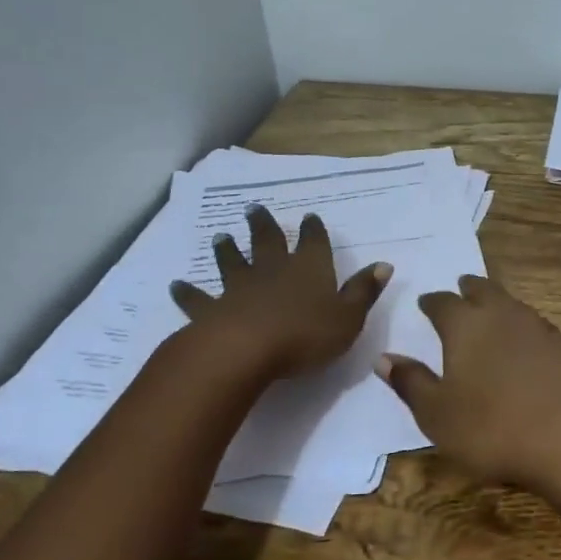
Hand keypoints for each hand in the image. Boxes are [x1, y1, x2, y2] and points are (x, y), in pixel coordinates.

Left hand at [170, 206, 390, 379]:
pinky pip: (197, 298)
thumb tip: (384, 264)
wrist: (246, 351)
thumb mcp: (349, 317)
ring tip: (220, 236)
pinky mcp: (211, 309)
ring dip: (227, 250)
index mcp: (309, 269)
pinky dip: (187, 291)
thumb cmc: (306, 335)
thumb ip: (364, 291)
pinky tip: (176, 285)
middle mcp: (273, 270)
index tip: (310, 217)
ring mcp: (239, 288)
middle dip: (264, 226)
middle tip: (254, 209)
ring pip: (232, 262)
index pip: (314, 242)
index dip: (313, 230)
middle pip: (268, 242)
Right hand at [374, 276, 560, 530]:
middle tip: (460, 288)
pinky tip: (522, 338)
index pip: (442, 303)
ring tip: (489, 308)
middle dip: (468, 288)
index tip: (424, 302)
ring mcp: (537, 328)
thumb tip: (384, 357)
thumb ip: (411, 382)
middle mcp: (502, 315)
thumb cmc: (491, 429)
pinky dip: (520, 324)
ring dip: (497, 301)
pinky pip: (533, 323)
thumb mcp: (437, 414)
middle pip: (483, 290)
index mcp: (465, 325)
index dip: (431, 302)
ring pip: (511, 303)